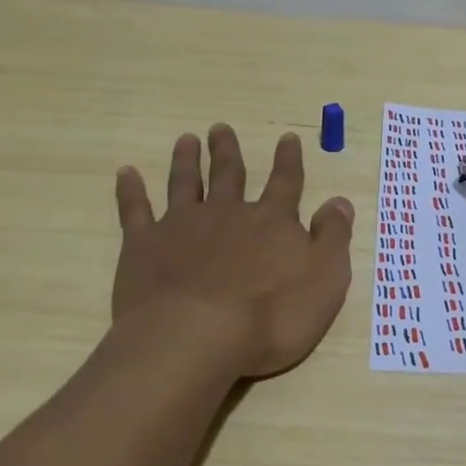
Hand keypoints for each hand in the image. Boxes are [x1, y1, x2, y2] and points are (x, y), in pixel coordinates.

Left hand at [112, 125, 354, 377]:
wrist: (197, 337)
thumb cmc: (271, 317)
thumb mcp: (325, 280)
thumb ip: (333, 238)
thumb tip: (339, 201)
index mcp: (271, 222)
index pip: (285, 183)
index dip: (288, 160)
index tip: (287, 137)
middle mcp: (227, 214)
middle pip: (229, 174)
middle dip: (227, 151)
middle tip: (220, 128)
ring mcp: (182, 226)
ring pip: (186, 183)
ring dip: (186, 160)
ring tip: (186, 140)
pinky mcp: (144, 246)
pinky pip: (135, 210)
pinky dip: (131, 191)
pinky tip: (126, 173)